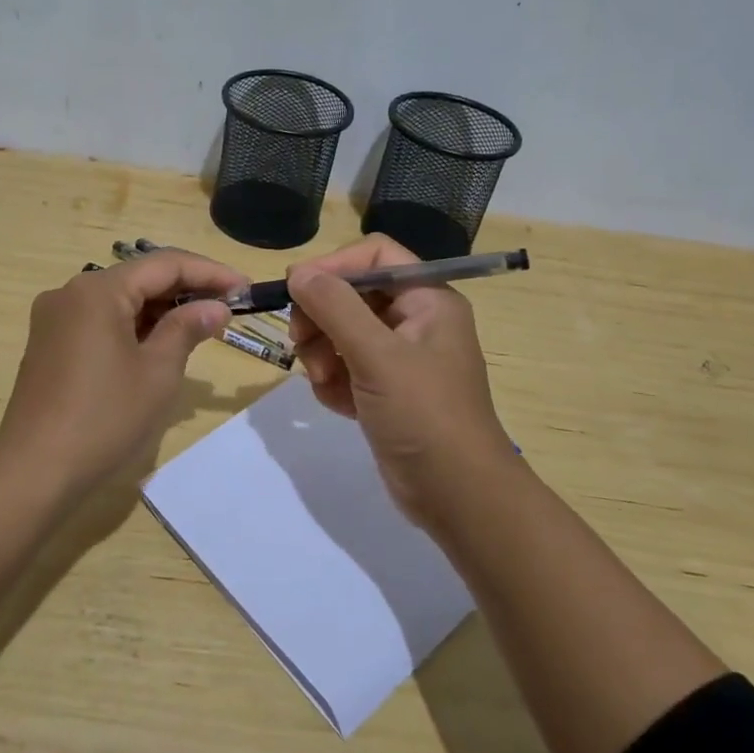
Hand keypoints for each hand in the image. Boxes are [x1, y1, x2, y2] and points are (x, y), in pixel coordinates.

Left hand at [0, 248, 243, 494]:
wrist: (34, 471)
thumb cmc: (104, 418)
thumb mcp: (158, 372)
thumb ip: (187, 328)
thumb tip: (216, 306)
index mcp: (98, 290)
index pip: (165, 264)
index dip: (210, 273)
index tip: (245, 289)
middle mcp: (71, 292)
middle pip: (139, 278)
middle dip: (185, 291)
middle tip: (228, 309)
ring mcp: (55, 318)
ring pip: (120, 300)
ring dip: (160, 310)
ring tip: (201, 327)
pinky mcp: (49, 343)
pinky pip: (100, 320)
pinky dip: (133, 326)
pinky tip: (159, 345)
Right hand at [287, 235, 516, 528]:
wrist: (457, 497)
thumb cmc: (425, 416)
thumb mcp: (378, 356)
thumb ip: (335, 307)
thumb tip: (297, 272)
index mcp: (427, 299)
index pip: (375, 255)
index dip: (334, 266)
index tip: (296, 289)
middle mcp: (414, 320)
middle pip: (351, 293)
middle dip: (322, 318)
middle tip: (301, 342)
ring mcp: (399, 357)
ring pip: (341, 332)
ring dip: (323, 355)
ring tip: (326, 383)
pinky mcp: (384, 389)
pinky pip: (344, 366)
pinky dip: (333, 382)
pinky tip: (338, 405)